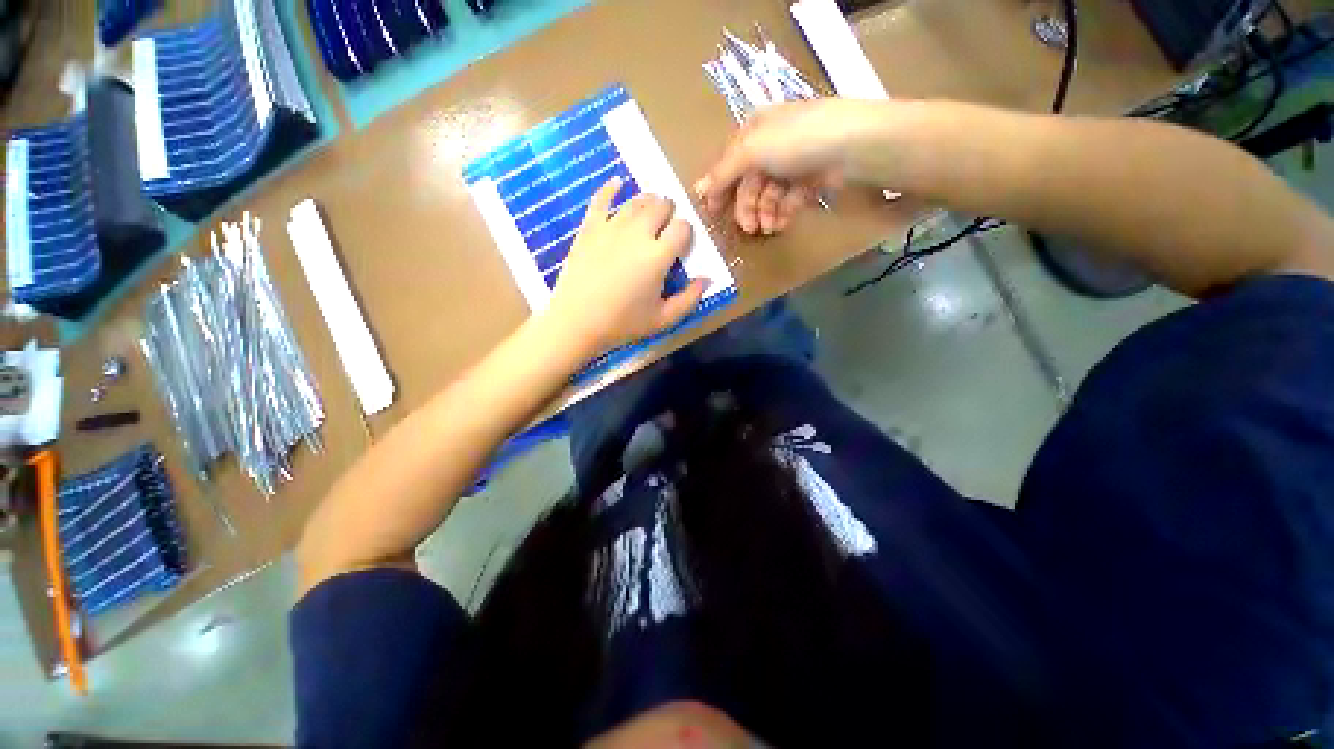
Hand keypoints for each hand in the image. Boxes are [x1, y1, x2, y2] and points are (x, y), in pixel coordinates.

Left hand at [545, 177, 707, 355]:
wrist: (576, 322)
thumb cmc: (622, 323)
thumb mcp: (663, 319)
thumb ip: (689, 299)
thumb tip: (706, 278)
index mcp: (658, 256)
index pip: (682, 228)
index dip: (686, 233)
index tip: (682, 246)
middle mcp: (637, 233)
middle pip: (661, 205)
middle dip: (670, 213)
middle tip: (666, 229)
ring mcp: (611, 227)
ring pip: (637, 200)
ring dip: (648, 202)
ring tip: (650, 213)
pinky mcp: (589, 228)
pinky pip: (601, 199)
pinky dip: (611, 188)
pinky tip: (617, 183)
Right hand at [694, 98, 886, 234]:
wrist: (852, 146)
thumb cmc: (796, 141)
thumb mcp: (751, 150)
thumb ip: (723, 172)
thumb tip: (697, 190)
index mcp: (755, 130)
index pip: (729, 163)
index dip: (719, 188)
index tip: (713, 213)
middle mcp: (772, 145)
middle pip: (749, 183)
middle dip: (746, 208)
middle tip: (748, 228)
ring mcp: (793, 164)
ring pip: (768, 195)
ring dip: (764, 214)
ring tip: (768, 228)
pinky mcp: (810, 180)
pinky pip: (788, 200)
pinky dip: (783, 213)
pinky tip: (782, 223)